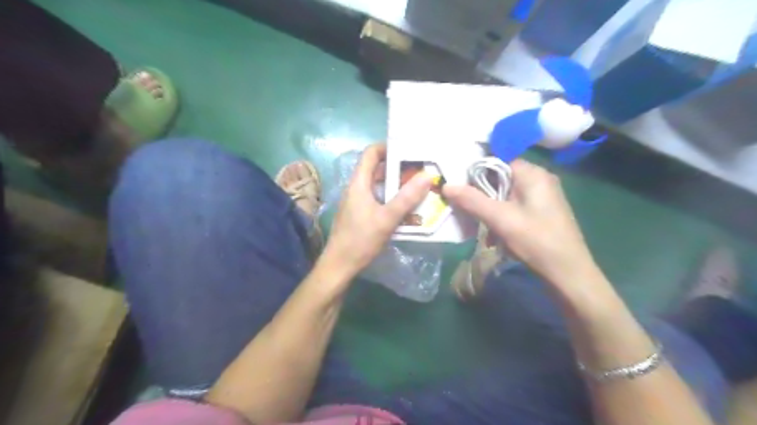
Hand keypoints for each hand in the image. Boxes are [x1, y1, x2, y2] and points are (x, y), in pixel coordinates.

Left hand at [320, 145, 430, 278]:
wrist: (339, 266)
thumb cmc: (360, 240)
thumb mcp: (387, 219)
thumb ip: (407, 198)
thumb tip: (427, 175)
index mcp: (358, 183)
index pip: (370, 153)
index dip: (388, 147)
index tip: (409, 150)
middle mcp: (356, 188)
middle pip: (376, 168)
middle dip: (397, 167)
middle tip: (420, 169)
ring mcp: (357, 202)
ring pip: (377, 185)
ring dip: (396, 184)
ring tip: (417, 186)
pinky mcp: (359, 214)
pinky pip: (377, 198)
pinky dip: (391, 198)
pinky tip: (406, 207)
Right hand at [444, 158, 597, 289]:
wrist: (568, 273)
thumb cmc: (536, 240)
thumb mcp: (500, 219)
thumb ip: (473, 200)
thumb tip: (446, 186)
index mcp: (533, 174)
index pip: (498, 159)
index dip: (477, 170)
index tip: (459, 183)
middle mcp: (539, 179)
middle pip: (501, 177)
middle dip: (482, 193)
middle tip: (465, 206)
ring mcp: (542, 196)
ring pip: (506, 193)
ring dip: (490, 207)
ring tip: (479, 223)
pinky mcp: (542, 211)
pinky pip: (514, 205)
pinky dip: (501, 215)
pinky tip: (495, 233)